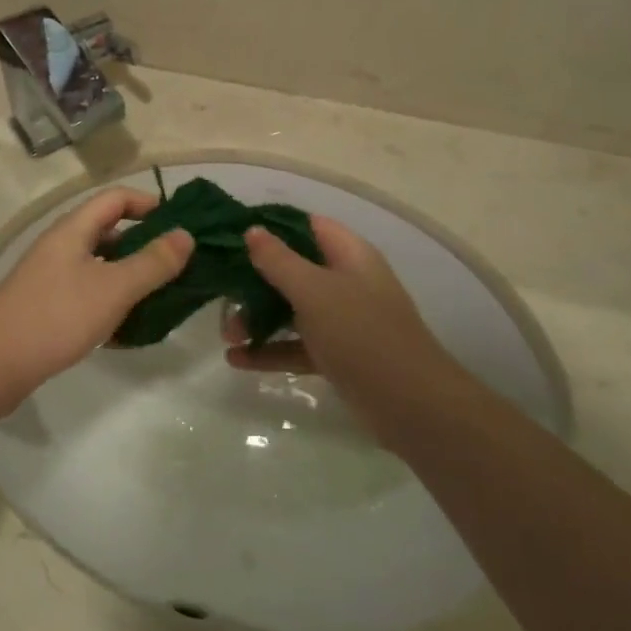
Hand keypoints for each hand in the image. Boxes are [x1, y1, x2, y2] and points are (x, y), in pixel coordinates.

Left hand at [0, 189, 192, 392]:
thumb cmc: (56, 316)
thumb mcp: (113, 288)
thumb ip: (152, 262)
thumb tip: (185, 235)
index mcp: (73, 229)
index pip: (115, 198)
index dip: (149, 203)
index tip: (179, 226)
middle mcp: (61, 246)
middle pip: (108, 231)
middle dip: (145, 244)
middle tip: (178, 266)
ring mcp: (51, 277)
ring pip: (100, 266)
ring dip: (130, 276)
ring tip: (162, 297)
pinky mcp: (47, 307)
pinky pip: (88, 294)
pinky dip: (111, 302)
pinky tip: (130, 328)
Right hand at [222, 216, 452, 405]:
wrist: (410, 405)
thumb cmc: (361, 333)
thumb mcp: (315, 291)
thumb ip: (280, 260)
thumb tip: (253, 229)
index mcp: (349, 255)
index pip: (307, 226)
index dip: (271, 226)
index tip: (232, 234)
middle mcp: (346, 282)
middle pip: (293, 269)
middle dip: (255, 279)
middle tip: (220, 290)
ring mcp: (342, 320)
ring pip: (291, 309)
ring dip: (257, 318)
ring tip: (225, 334)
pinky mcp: (336, 355)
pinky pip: (296, 345)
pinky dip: (269, 350)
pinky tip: (236, 359)